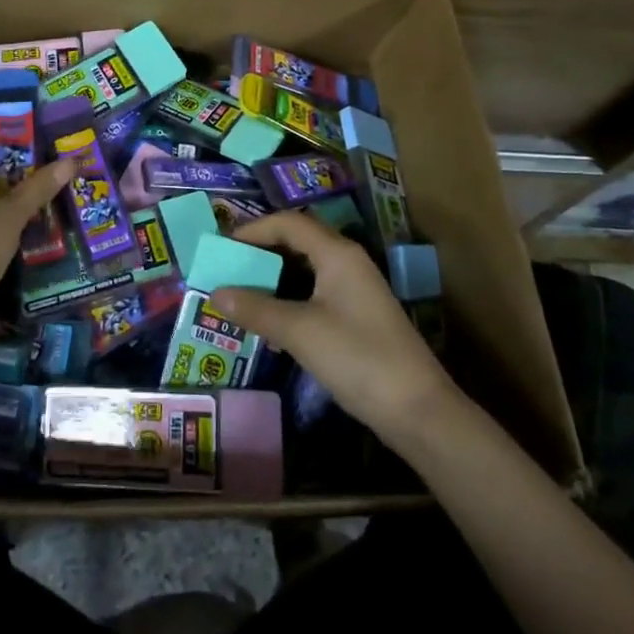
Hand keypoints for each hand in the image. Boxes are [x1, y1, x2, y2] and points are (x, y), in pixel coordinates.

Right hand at [211, 213, 457, 443]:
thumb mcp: (300, 332)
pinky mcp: (357, 316)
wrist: (418, 410)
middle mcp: (347, 262)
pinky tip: (270, 323)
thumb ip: (256, 309)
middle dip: (260, 252)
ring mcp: (355, 290)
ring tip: (241, 293)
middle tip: (227, 268)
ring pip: (305, 269)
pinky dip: (289, 299)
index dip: (253, 229)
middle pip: (297, 241)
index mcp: (337, 253)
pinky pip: (314, 293)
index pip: (288, 223)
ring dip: (273, 278)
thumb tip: (216, 293)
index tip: (222, 246)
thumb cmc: (357, 358)